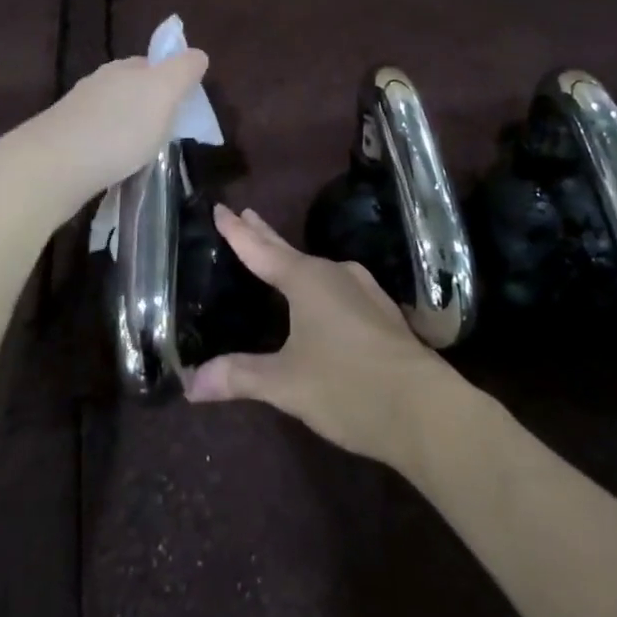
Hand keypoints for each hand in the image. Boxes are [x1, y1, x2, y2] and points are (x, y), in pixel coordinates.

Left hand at [14, 51, 210, 215]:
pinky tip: (116, 164)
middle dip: (150, 105)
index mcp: (124, 68)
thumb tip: (197, 54)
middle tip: (169, 133)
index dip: (173, 81)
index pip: (154, 64)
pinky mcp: (64, 141)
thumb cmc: (119, 128)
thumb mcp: (163, 93)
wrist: (53, 167)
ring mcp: (77, 112)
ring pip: (113, 113)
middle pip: (133, 88)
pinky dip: (111, 147)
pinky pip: (97, 137)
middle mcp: (98, 83)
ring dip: (129, 127)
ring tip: (144, 153)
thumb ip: (183, 71)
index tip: (186, 108)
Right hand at [184, 207, 457, 469]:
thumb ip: (239, 377)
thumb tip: (191, 383)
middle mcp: (336, 275)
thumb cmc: (348, 387)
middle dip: (264, 235)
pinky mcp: (382, 314)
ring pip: (318, 269)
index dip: (237, 231)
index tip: (220, 207)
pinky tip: (322, 298)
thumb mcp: (286, 384)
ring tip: (277, 257)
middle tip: (245, 215)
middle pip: (289, 251)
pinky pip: (338, 288)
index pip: (260, 250)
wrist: (426, 409)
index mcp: (307, 281)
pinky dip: (318, 285)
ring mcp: (364, 292)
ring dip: (293, 260)